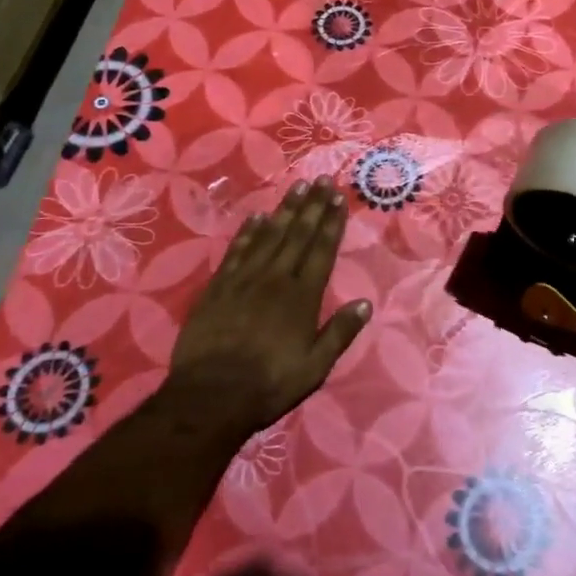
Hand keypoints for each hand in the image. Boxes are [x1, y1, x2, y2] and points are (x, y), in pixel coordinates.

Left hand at [169, 178, 372, 434]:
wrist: (210, 396)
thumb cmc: (269, 384)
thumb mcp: (315, 367)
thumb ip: (340, 333)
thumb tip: (365, 303)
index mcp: (302, 297)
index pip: (322, 250)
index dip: (331, 222)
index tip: (338, 198)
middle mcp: (276, 279)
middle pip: (297, 234)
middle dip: (312, 206)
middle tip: (322, 179)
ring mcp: (244, 279)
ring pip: (269, 235)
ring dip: (285, 209)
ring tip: (297, 186)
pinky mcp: (218, 286)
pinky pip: (237, 250)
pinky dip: (249, 231)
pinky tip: (258, 216)